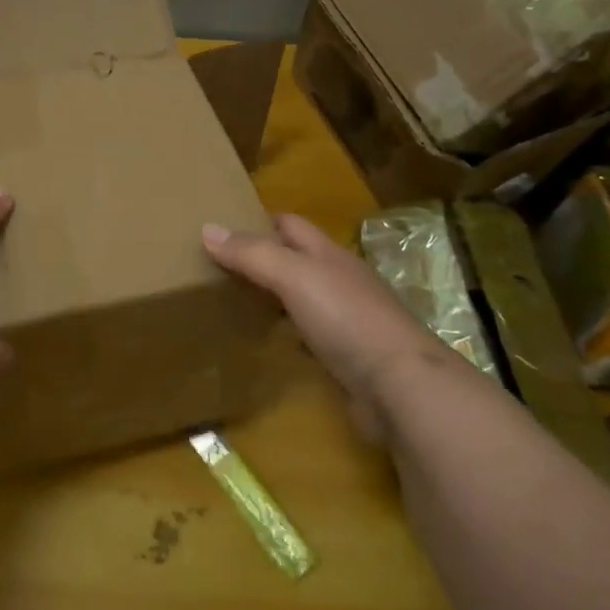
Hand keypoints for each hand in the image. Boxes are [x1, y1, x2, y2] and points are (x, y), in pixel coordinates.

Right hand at [202, 213, 446, 437]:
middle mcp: (339, 280)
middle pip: (296, 259)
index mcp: (328, 254)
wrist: (401, 388)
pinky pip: (310, 335)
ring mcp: (347, 320)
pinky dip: (288, 332)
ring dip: (274, 296)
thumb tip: (207, 228)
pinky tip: (268, 342)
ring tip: (233, 301)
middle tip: (218, 267)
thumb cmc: (346, 319)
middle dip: (262, 258)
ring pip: (303, 297)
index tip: (222, 228)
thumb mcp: (294, 276)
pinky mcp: (349, 357)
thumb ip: (252, 254)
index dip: (258, 221)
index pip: (290, 224)